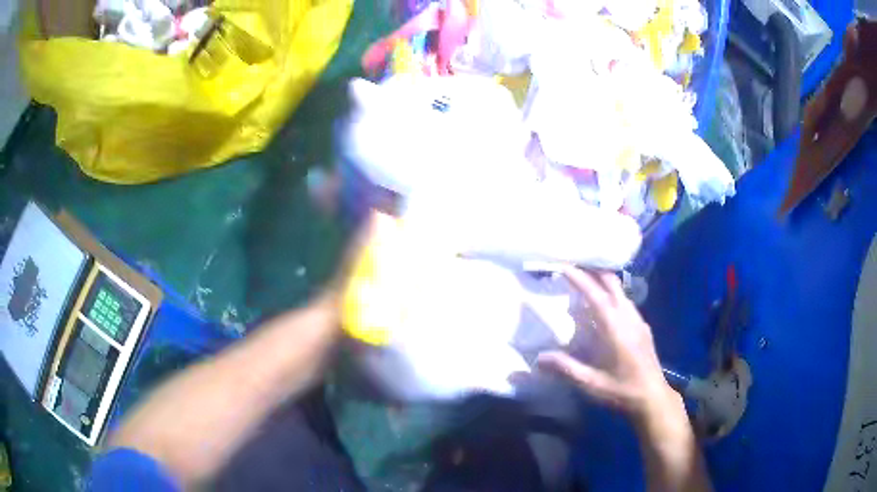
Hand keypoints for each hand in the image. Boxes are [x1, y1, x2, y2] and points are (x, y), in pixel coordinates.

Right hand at [537, 267, 676, 419]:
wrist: (653, 398)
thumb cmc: (622, 391)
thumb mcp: (591, 384)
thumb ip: (566, 368)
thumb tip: (539, 357)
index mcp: (616, 329)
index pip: (596, 296)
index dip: (580, 279)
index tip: (564, 267)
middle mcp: (629, 319)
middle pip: (612, 284)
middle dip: (593, 272)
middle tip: (574, 267)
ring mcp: (639, 322)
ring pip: (621, 292)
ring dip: (603, 282)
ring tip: (586, 283)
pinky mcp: (643, 328)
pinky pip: (626, 302)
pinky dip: (612, 295)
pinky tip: (605, 307)